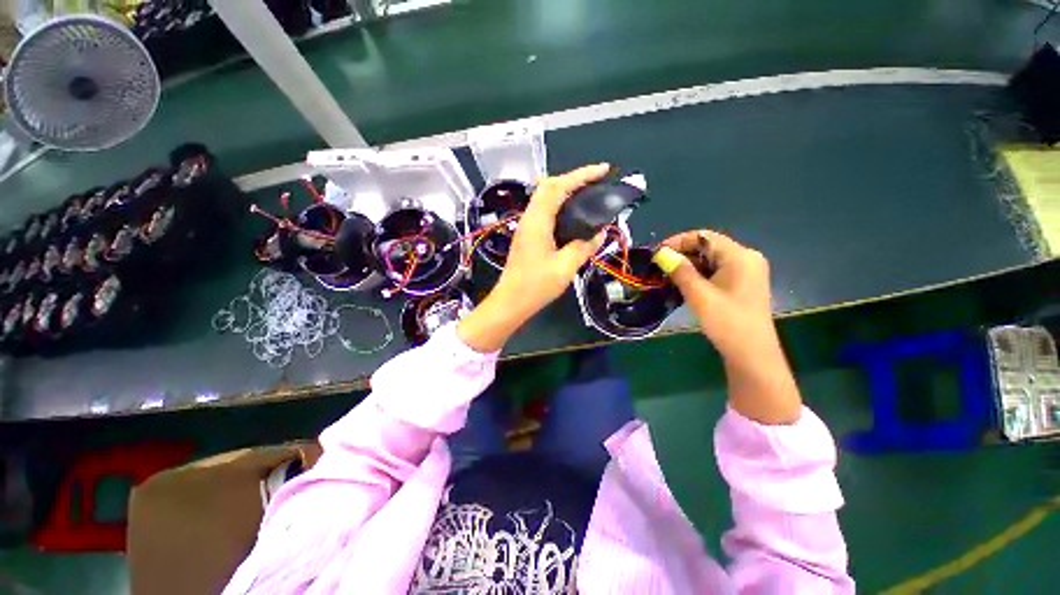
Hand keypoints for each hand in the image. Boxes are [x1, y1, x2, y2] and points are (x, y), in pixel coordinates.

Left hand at [457, 164, 609, 351]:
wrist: (510, 302)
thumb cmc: (536, 286)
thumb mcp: (565, 268)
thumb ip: (584, 247)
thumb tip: (600, 232)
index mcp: (537, 222)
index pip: (558, 187)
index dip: (581, 175)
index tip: (603, 170)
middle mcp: (529, 218)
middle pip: (549, 187)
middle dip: (573, 179)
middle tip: (596, 182)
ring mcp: (526, 227)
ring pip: (545, 198)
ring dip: (565, 190)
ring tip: (587, 194)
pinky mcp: (527, 236)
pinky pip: (544, 211)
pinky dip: (559, 205)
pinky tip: (572, 215)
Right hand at [661, 231, 772, 358]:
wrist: (752, 354)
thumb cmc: (727, 322)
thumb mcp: (699, 295)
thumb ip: (680, 271)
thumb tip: (661, 253)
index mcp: (740, 256)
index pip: (705, 237)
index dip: (678, 241)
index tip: (657, 253)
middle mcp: (746, 259)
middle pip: (708, 247)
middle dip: (682, 255)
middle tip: (659, 267)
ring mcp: (746, 272)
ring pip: (711, 261)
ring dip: (688, 266)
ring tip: (666, 276)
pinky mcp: (742, 285)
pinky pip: (716, 272)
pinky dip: (698, 275)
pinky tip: (683, 285)